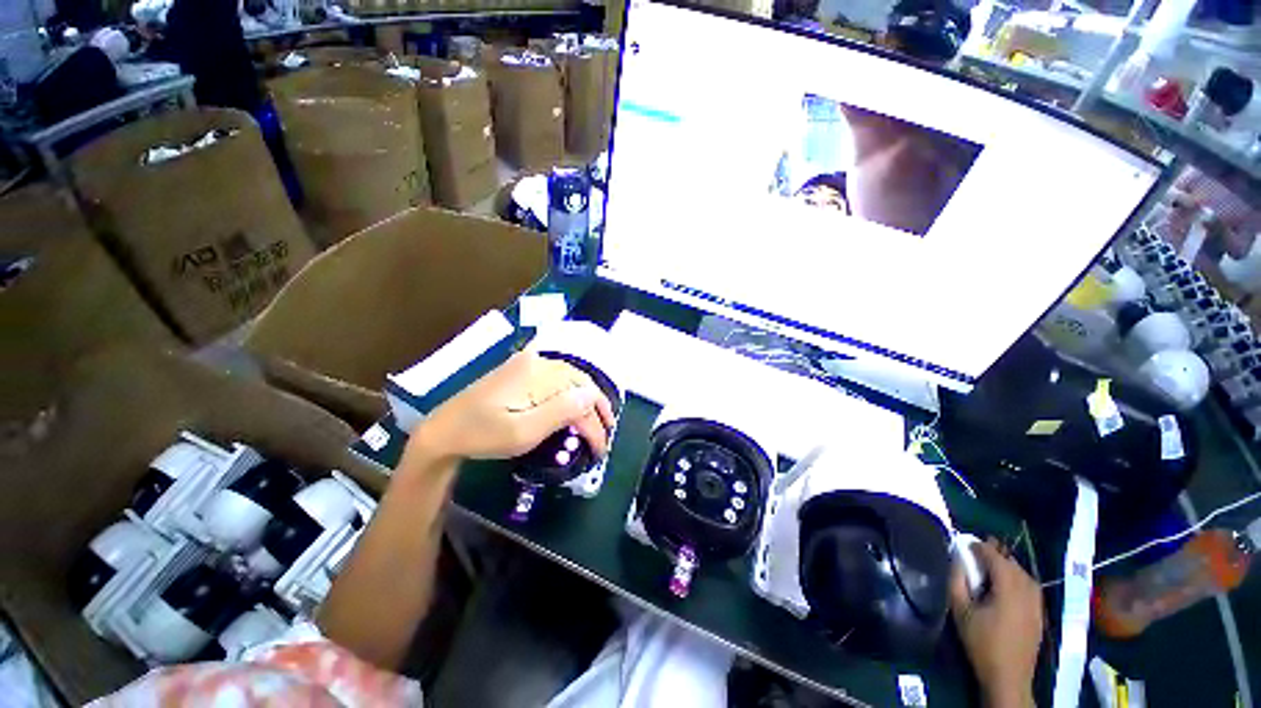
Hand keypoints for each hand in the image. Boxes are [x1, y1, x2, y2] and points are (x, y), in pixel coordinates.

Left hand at [405, 349, 615, 465]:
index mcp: (538, 374)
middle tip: (606, 432)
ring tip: (596, 420)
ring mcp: (528, 363)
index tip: (600, 448)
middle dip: (596, 408)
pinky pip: (557, 377)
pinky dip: (571, 392)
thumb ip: (560, 411)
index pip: (581, 394)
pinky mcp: (521, 369)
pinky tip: (575, 403)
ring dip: (586, 399)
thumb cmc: (482, 436)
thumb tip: (591, 396)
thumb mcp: (523, 432)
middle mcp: (537, 361)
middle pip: (579, 381)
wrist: (443, 432)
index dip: (596, 421)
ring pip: (570, 378)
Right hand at [949, 539, 1043, 707]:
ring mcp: (1037, 606)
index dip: (982, 548)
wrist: (1008, 677)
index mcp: (1008, 591)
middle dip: (997, 555)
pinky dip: (1020, 579)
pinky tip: (1009, 585)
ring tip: (992, 566)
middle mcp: (1027, 594)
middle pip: (1014, 565)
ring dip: (1010, 566)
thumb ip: (957, 582)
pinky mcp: (1040, 616)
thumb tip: (956, 560)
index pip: (997, 559)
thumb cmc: (981, 643)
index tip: (967, 543)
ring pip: (1026, 576)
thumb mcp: (961, 612)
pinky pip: (1032, 588)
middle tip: (978, 552)